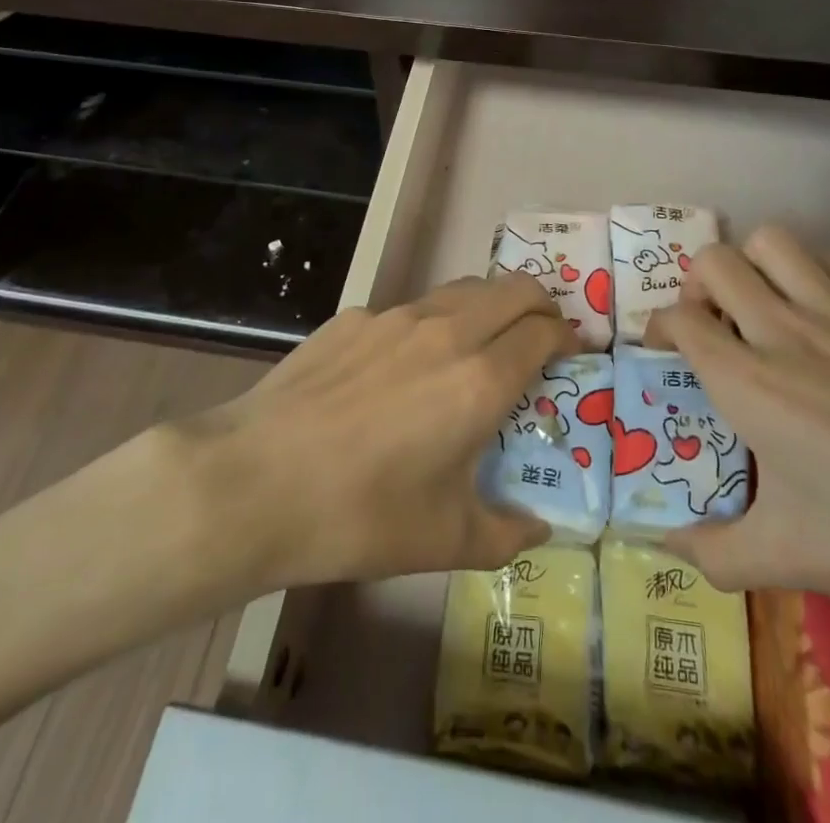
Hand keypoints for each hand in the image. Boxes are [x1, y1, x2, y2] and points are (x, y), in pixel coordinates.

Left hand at [181, 274, 575, 592]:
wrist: (255, 480)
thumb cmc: (361, 514)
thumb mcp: (444, 541)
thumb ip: (505, 534)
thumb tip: (537, 529)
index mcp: (480, 379)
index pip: (543, 332)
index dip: (567, 336)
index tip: (573, 352)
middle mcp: (447, 332)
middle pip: (514, 288)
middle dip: (541, 304)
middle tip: (542, 334)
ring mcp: (396, 317)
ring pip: (464, 288)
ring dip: (489, 305)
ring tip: (483, 341)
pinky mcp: (354, 318)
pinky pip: (411, 309)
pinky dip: (433, 323)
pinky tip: (405, 367)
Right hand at [648, 228, 829, 640]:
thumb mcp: (793, 561)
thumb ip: (715, 552)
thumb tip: (665, 546)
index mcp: (749, 383)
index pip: (679, 319)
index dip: (660, 327)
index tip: (666, 353)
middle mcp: (786, 329)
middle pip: (715, 261)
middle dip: (698, 284)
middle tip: (712, 324)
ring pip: (773, 241)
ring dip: (754, 264)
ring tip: (763, 306)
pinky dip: (813, 273)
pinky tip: (829, 316)